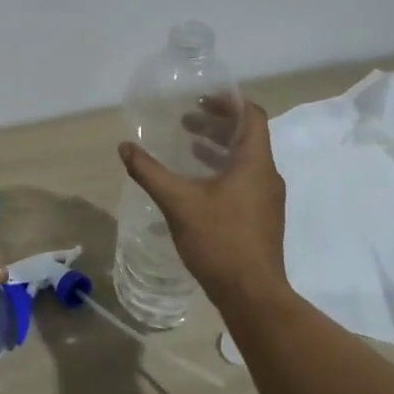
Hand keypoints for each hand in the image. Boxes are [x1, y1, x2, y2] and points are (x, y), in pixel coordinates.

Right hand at [119, 100, 287, 304]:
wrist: (252, 295)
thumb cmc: (219, 240)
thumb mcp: (178, 202)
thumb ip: (150, 172)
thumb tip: (125, 148)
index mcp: (255, 163)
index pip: (252, 115)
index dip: (228, 102)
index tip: (200, 99)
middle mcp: (267, 175)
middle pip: (247, 136)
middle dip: (216, 124)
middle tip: (185, 121)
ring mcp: (267, 199)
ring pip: (245, 160)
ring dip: (218, 148)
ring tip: (188, 147)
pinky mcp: (262, 218)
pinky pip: (244, 180)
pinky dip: (222, 171)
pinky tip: (197, 185)